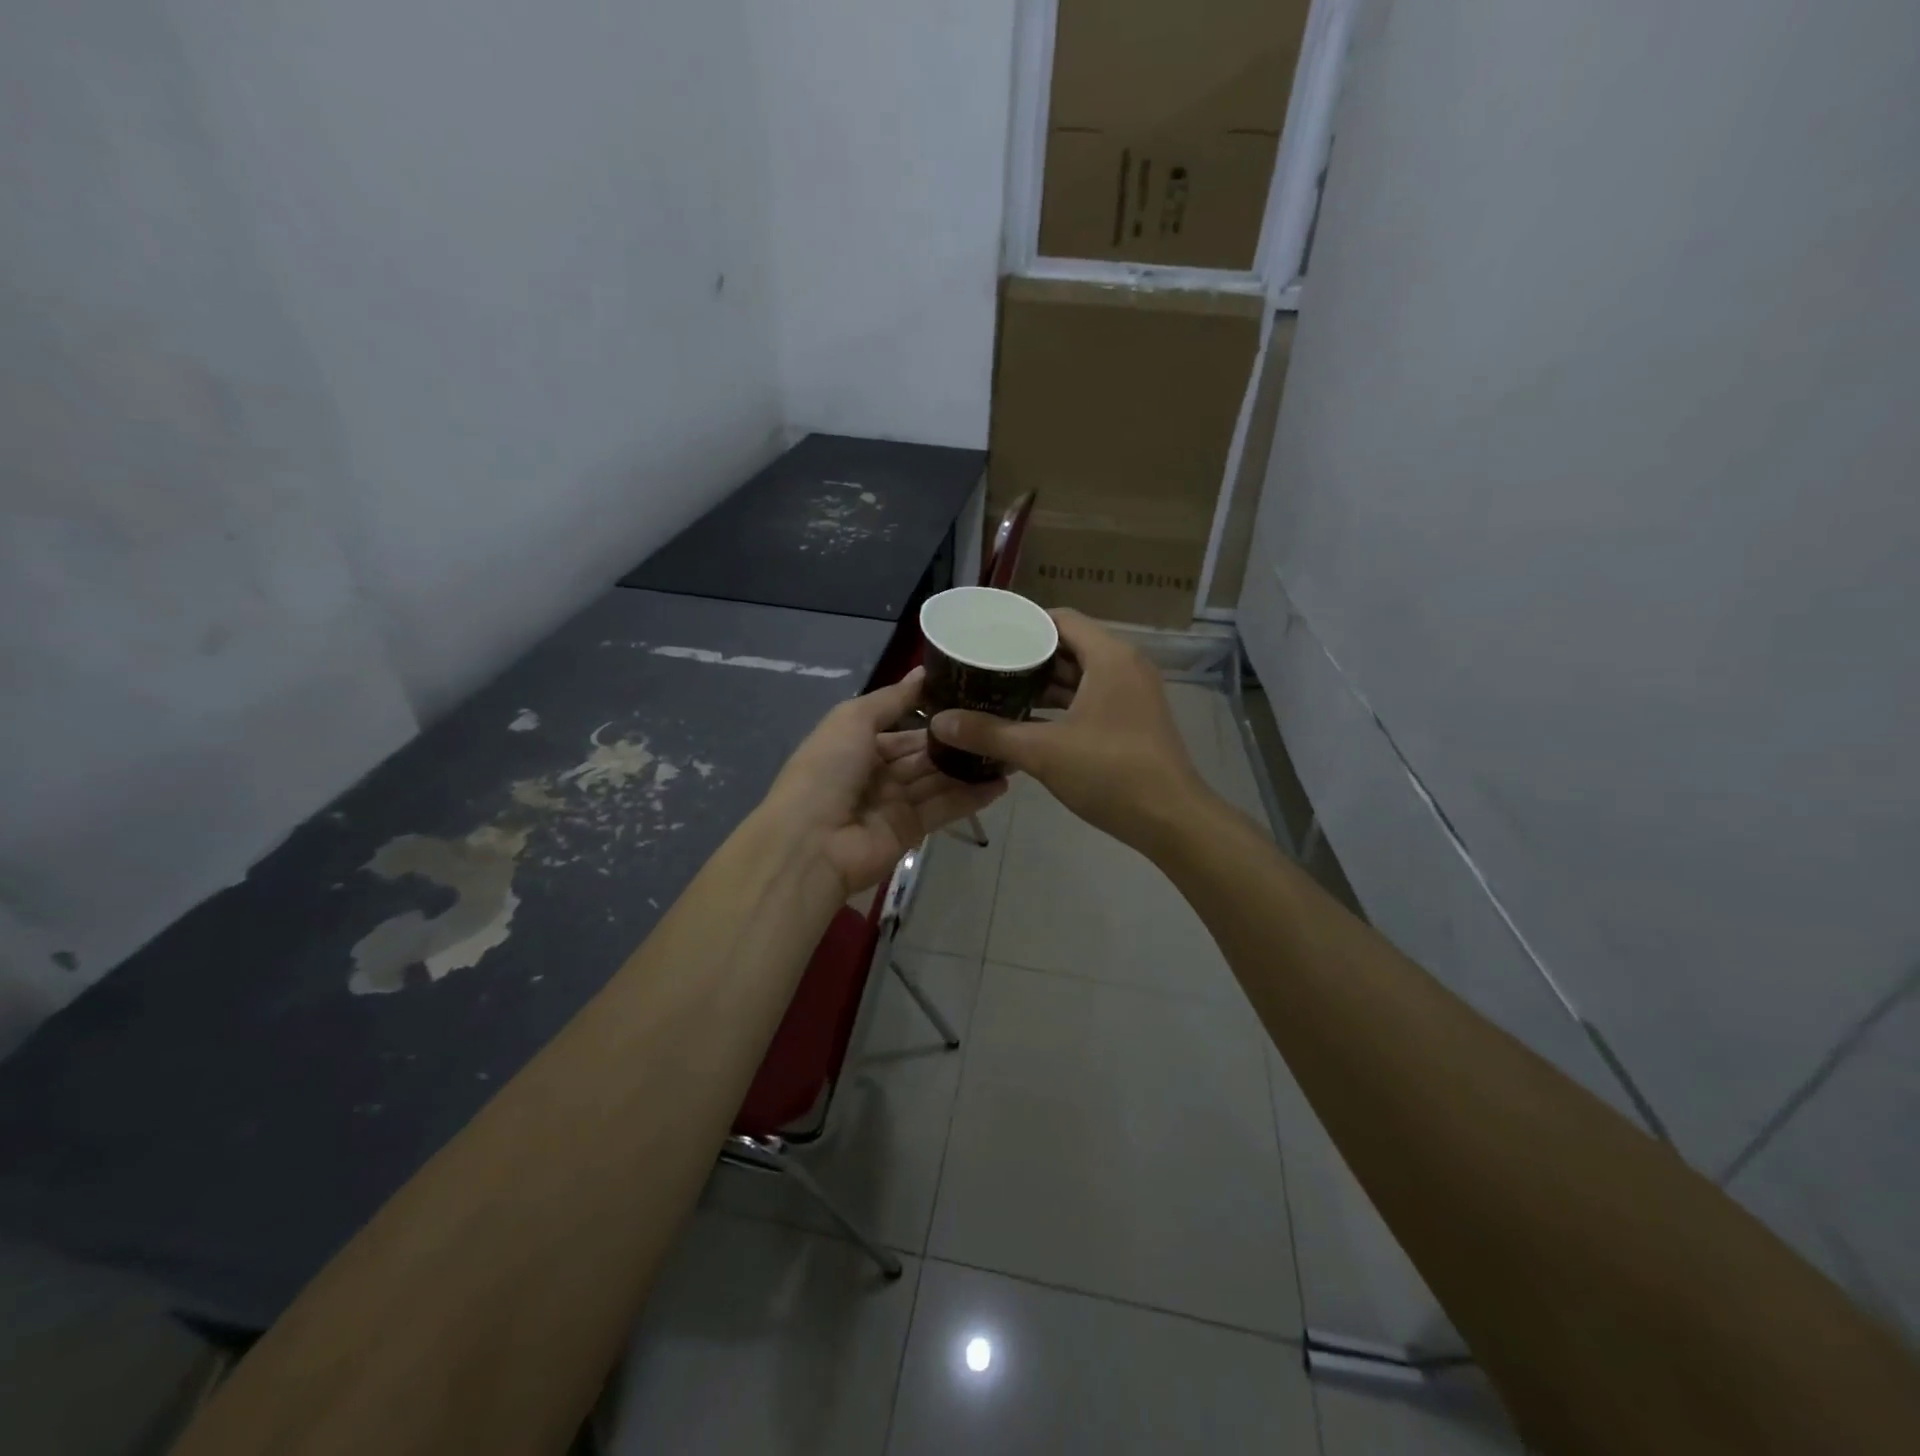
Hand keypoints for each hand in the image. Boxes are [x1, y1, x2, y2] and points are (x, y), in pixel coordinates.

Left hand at [764, 667, 1007, 896]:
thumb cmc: (827, 770)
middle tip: (999, 722)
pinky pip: (944, 808)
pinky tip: (1002, 782)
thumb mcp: (853, 720)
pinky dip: (971, 797)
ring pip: (937, 780)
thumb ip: (892, 699)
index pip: (901, 727)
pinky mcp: (911, 831)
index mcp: (857, 745)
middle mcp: (876, 773)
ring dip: (969, 767)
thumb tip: (923, 672)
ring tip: (1008, 750)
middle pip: (923, 754)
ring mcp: (894, 804)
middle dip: (955, 741)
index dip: (932, 715)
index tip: (970, 698)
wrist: (811, 842)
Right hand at [928, 609, 1206, 850]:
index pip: (1061, 619)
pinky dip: (1062, 705)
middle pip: (1069, 646)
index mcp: (1110, 657)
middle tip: (985, 664)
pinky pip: (1091, 698)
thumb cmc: (1110, 773)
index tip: (987, 636)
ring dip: (1043, 683)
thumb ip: (989, 733)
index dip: (1023, 624)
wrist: (1171, 820)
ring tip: (998, 690)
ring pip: (1080, 675)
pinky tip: (1028, 721)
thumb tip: (940, 722)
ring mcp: (1133, 694)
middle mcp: (1125, 666)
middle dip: (1027, 656)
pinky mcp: (1133, 720)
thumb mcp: (1043, 751)